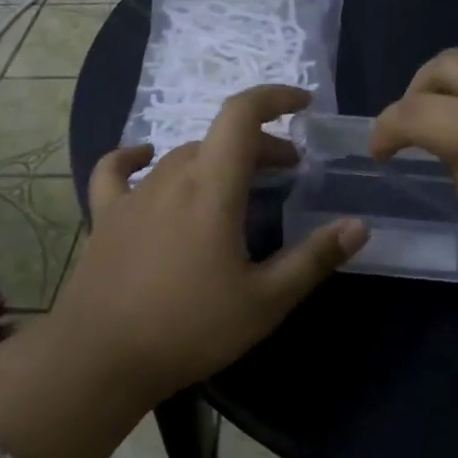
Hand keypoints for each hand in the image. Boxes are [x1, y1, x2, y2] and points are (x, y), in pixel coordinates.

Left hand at [55, 84, 369, 400]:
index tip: (303, 105)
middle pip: (220, 139)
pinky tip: (145, 158)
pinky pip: (118, 171)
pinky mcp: (106, 216)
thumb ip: (313, 259)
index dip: (274, 98)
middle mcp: (171, 177)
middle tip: (288, 171)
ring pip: (182, 156)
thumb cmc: (189, 328)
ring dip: (217, 158)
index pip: (241, 115)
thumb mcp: (264, 301)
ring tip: (240, 183)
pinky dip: (136, 158)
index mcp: (212, 187)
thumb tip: (358, 225)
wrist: (99, 359)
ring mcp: (134, 195)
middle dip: (260, 145)